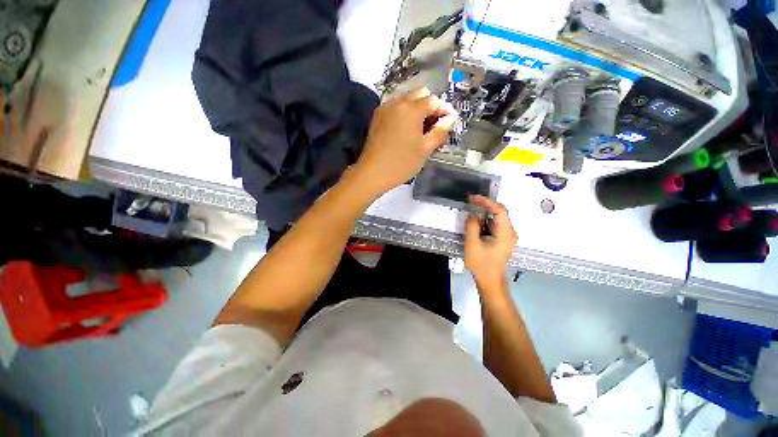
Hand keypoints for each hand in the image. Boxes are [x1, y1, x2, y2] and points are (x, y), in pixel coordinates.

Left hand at [353, 88, 457, 196]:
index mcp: (412, 109)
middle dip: (431, 106)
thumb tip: (450, 118)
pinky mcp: (377, 116)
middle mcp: (398, 102)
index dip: (445, 110)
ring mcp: (385, 108)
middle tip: (435, 125)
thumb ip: (440, 131)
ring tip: (421, 129)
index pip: (434, 101)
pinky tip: (407, 129)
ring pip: (407, 99)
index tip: (450, 122)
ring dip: (418, 109)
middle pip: (420, 94)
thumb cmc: (402, 163)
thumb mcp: (425, 149)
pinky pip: (396, 107)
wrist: (373, 173)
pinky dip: (405, 113)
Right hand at [464, 196, 517, 288]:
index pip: (500, 210)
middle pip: (500, 212)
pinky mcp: (503, 239)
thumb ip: (472, 226)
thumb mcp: (472, 245)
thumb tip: (473, 214)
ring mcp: (508, 236)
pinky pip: (495, 224)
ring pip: (497, 218)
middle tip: (470, 202)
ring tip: (470, 211)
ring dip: (484, 213)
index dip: (486, 201)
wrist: (490, 281)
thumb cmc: (481, 264)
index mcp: (506, 233)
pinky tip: (475, 223)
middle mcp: (510, 232)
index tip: (472, 198)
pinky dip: (485, 220)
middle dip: (484, 206)